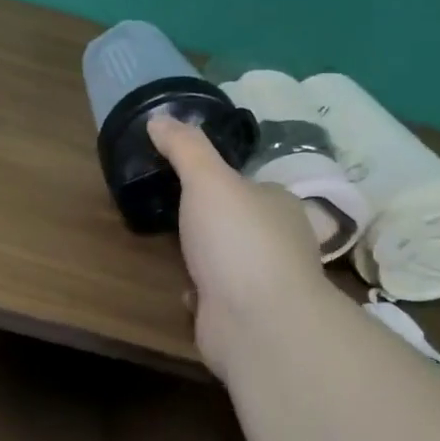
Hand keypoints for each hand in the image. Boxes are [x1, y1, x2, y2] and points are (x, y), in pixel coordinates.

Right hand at [149, 115, 334, 372]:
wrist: (256, 323)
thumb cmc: (238, 240)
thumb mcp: (208, 180)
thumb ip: (185, 148)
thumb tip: (160, 117)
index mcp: (280, 205)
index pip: (250, 184)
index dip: (221, 178)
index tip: (186, 174)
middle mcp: (278, 241)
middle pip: (237, 221)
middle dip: (208, 219)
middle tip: (169, 206)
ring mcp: (261, 281)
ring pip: (225, 258)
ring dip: (201, 255)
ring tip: (168, 242)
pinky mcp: (241, 313)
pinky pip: (215, 293)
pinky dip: (199, 290)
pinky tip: (181, 284)